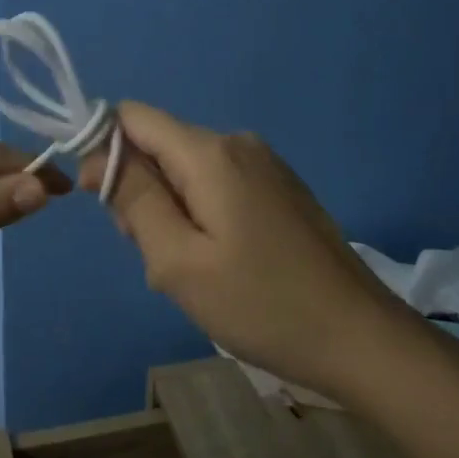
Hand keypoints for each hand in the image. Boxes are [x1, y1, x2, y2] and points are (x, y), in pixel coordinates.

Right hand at [82, 102, 395, 394]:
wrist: (363, 340)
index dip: (105, 150)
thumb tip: (95, 156)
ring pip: (186, 170)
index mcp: (209, 152)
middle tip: (160, 255)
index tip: (106, 205)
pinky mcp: (280, 189)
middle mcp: (237, 143)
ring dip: (170, 211)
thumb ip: (132, 199)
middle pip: (159, 146)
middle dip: (141, 192)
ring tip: (194, 269)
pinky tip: (223, 264)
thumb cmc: (262, 304)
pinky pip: (217, 185)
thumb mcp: (178, 260)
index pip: (132, 117)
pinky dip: (201, 216)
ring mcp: (264, 165)